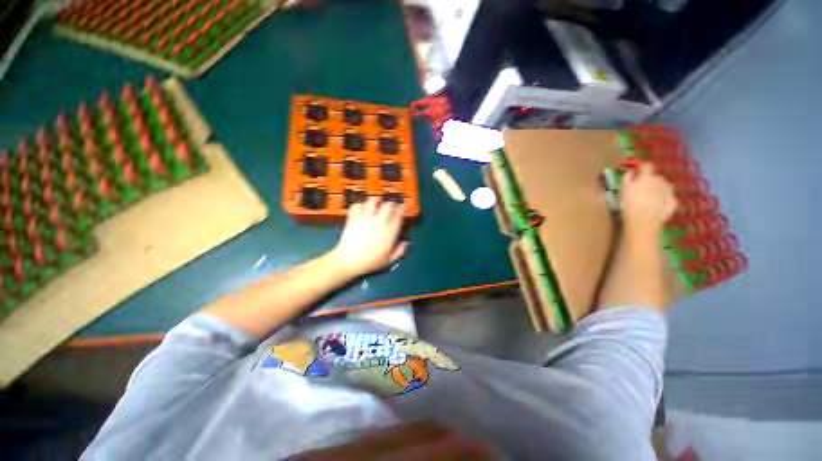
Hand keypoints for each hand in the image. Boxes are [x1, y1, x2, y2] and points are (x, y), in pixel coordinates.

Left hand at [330, 198, 408, 277]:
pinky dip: (360, 205)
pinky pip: (357, 206)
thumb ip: (400, 251)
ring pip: (372, 201)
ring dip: (376, 200)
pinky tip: (362, 208)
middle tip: (391, 206)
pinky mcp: (353, 218)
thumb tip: (406, 243)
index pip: (399, 214)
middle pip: (388, 205)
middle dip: (391, 204)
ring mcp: (365, 218)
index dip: (402, 209)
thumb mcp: (389, 260)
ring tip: (377, 202)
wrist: (349, 261)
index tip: (402, 208)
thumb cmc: (370, 262)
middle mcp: (379, 221)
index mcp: (389, 231)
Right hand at [620, 162, 676, 234]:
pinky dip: (665, 198)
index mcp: (647, 177)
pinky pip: (669, 197)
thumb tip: (631, 172)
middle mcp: (661, 181)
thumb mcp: (623, 190)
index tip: (638, 170)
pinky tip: (658, 204)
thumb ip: (627, 178)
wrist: (644, 221)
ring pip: (665, 186)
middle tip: (642, 187)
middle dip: (651, 179)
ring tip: (651, 196)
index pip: (647, 166)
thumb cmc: (629, 204)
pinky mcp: (673, 202)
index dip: (643, 167)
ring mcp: (669, 192)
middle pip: (657, 176)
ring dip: (659, 188)